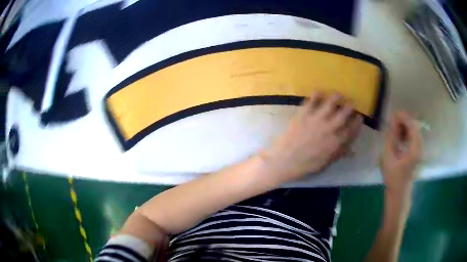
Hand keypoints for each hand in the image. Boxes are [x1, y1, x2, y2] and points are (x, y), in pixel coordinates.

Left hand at [261, 91, 361, 182]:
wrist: (284, 160)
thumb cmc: (306, 165)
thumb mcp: (325, 163)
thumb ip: (339, 154)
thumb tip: (353, 151)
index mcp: (335, 142)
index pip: (351, 130)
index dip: (357, 123)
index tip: (360, 117)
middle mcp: (328, 128)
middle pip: (344, 113)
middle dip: (350, 107)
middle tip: (351, 103)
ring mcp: (316, 119)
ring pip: (330, 103)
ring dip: (336, 97)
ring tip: (339, 95)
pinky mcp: (303, 114)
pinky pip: (311, 101)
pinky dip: (316, 95)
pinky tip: (319, 91)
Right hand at [381, 111, 422, 194]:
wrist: (399, 191)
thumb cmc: (393, 177)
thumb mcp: (388, 158)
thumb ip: (390, 138)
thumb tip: (392, 121)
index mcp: (415, 149)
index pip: (412, 125)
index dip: (404, 117)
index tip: (393, 114)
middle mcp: (420, 147)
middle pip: (414, 126)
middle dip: (403, 120)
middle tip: (392, 121)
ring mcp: (420, 149)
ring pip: (414, 130)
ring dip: (404, 126)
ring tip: (394, 129)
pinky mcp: (417, 151)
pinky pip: (413, 135)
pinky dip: (406, 132)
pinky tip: (399, 136)